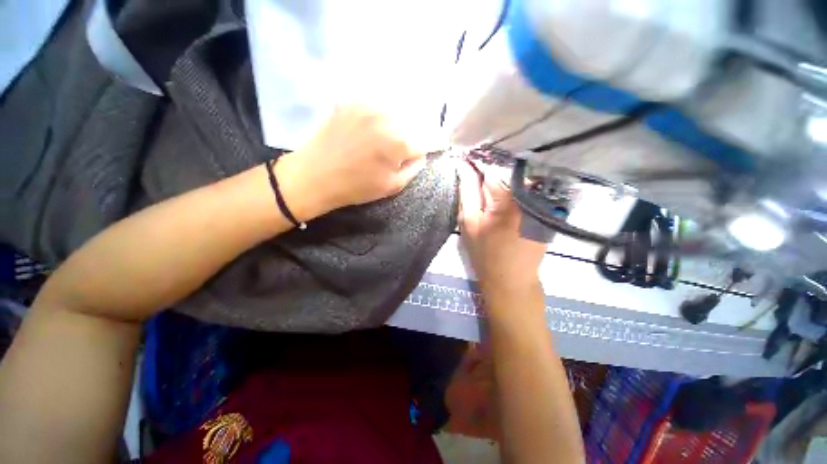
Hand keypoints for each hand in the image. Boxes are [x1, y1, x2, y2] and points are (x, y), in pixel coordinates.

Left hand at [282, 105, 427, 216]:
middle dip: (418, 131)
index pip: (429, 137)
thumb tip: (422, 153)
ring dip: (402, 120)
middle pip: (416, 120)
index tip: (437, 145)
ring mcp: (369, 106)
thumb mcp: (392, 186)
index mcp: (400, 142)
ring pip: (398, 108)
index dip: (435, 143)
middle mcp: (388, 118)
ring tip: (394, 134)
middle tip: (412, 143)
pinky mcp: (353, 101)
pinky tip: (376, 125)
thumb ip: (414, 168)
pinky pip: (378, 103)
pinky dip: (383, 113)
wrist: (315, 175)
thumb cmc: (356, 187)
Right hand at [458, 160, 545, 295]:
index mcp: (509, 197)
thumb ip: (467, 191)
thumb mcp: (469, 222)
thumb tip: (464, 166)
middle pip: (505, 171)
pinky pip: (526, 189)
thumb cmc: (485, 253)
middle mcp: (531, 194)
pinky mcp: (546, 209)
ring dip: (501, 180)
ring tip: (486, 187)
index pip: (491, 168)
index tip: (465, 161)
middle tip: (474, 176)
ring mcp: (543, 201)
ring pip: (516, 179)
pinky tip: (501, 197)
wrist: (511, 280)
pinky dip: (512, 189)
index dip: (476, 164)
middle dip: (489, 172)